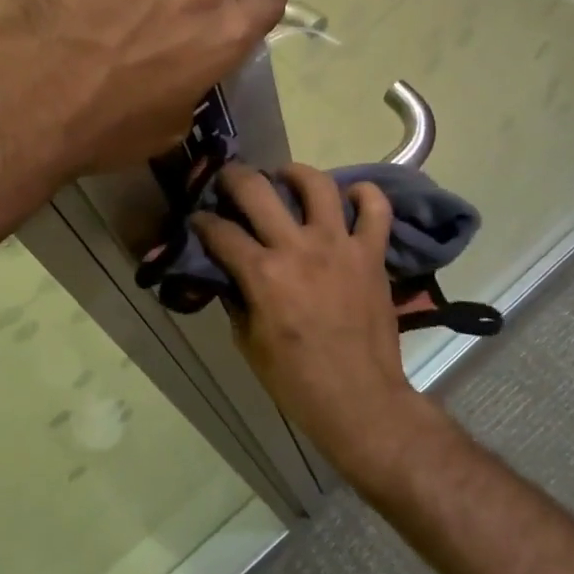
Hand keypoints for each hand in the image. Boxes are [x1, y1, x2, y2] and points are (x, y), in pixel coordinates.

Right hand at [192, 164, 433, 488]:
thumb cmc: (296, 379)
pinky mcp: (371, 254)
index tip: (198, 220)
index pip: (220, 231)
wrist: (359, 400)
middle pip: (258, 189)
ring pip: (317, 185)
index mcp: (262, 274)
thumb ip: (235, 298)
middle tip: (229, 180)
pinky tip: (350, 196)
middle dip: (234, 178)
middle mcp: (298, 248)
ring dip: (295, 173)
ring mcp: (339, 246)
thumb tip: (228, 273)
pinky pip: (375, 210)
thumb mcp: (247, 342)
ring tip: (286, 178)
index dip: (202, 221)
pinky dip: (365, 195)